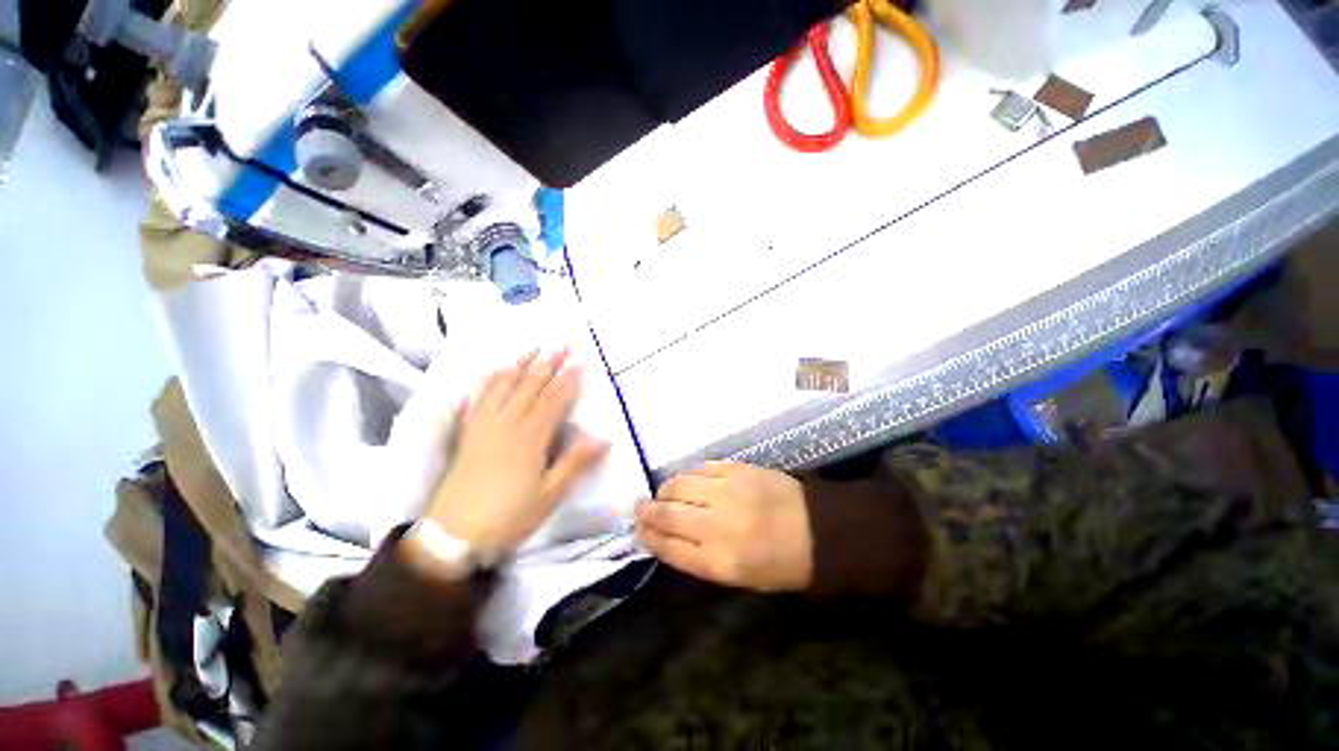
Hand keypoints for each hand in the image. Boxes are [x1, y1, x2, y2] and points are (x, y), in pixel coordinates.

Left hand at [424, 350, 608, 554]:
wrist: (453, 536)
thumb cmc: (508, 516)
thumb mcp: (549, 495)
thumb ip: (575, 463)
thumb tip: (604, 439)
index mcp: (531, 439)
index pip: (555, 401)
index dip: (569, 380)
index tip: (581, 362)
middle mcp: (508, 424)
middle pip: (531, 387)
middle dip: (547, 364)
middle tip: (560, 344)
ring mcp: (485, 426)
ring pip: (504, 388)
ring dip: (520, 366)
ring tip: (531, 348)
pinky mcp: (468, 433)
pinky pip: (479, 399)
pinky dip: (489, 382)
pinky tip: (494, 372)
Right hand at [636, 462, 813, 591]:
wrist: (820, 530)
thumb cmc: (781, 564)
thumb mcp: (739, 577)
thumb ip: (700, 557)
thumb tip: (668, 537)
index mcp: (720, 562)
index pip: (669, 547)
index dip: (648, 538)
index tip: (638, 531)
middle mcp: (718, 525)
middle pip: (668, 514)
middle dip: (647, 512)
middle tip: (640, 509)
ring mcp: (728, 492)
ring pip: (679, 485)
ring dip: (665, 490)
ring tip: (663, 494)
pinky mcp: (738, 469)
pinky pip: (701, 468)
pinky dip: (689, 475)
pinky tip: (688, 481)